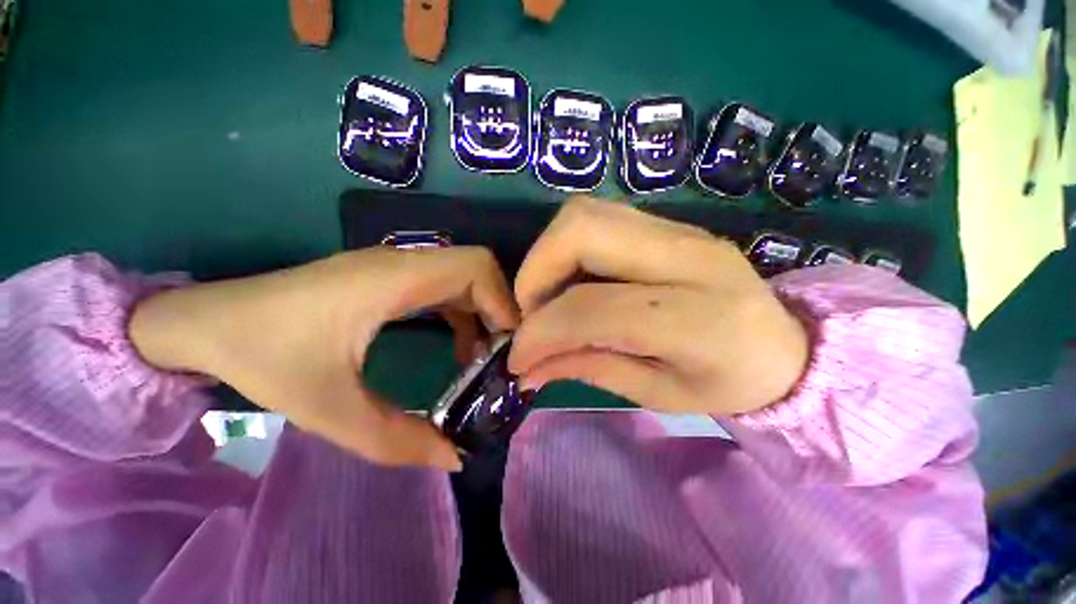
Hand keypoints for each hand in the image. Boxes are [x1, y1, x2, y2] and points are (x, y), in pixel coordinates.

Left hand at [130, 248, 517, 470]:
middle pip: (478, 269)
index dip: (502, 301)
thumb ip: (396, 440)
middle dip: (499, 308)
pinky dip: (463, 315)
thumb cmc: (263, 356)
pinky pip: (446, 288)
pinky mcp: (391, 278)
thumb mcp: (330, 409)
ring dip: (482, 313)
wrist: (205, 324)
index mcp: (394, 279)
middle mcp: (403, 263)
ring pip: (465, 278)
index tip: (506, 346)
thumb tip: (454, 458)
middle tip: (500, 354)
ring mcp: (397, 267)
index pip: (475, 267)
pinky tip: (456, 347)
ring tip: (480, 358)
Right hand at [509, 198, 808, 415]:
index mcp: (699, 318)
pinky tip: (573, 282)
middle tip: (533, 313)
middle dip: (536, 271)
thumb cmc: (730, 383)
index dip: (540, 332)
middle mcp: (688, 257)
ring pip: (584, 214)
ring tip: (550, 298)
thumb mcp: (658, 393)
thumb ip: (588, 369)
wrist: (788, 345)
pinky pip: (598, 219)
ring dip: (548, 256)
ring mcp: (679, 230)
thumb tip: (528, 367)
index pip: (592, 309)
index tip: (518, 358)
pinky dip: (567, 249)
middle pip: (581, 229)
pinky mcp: (669, 224)